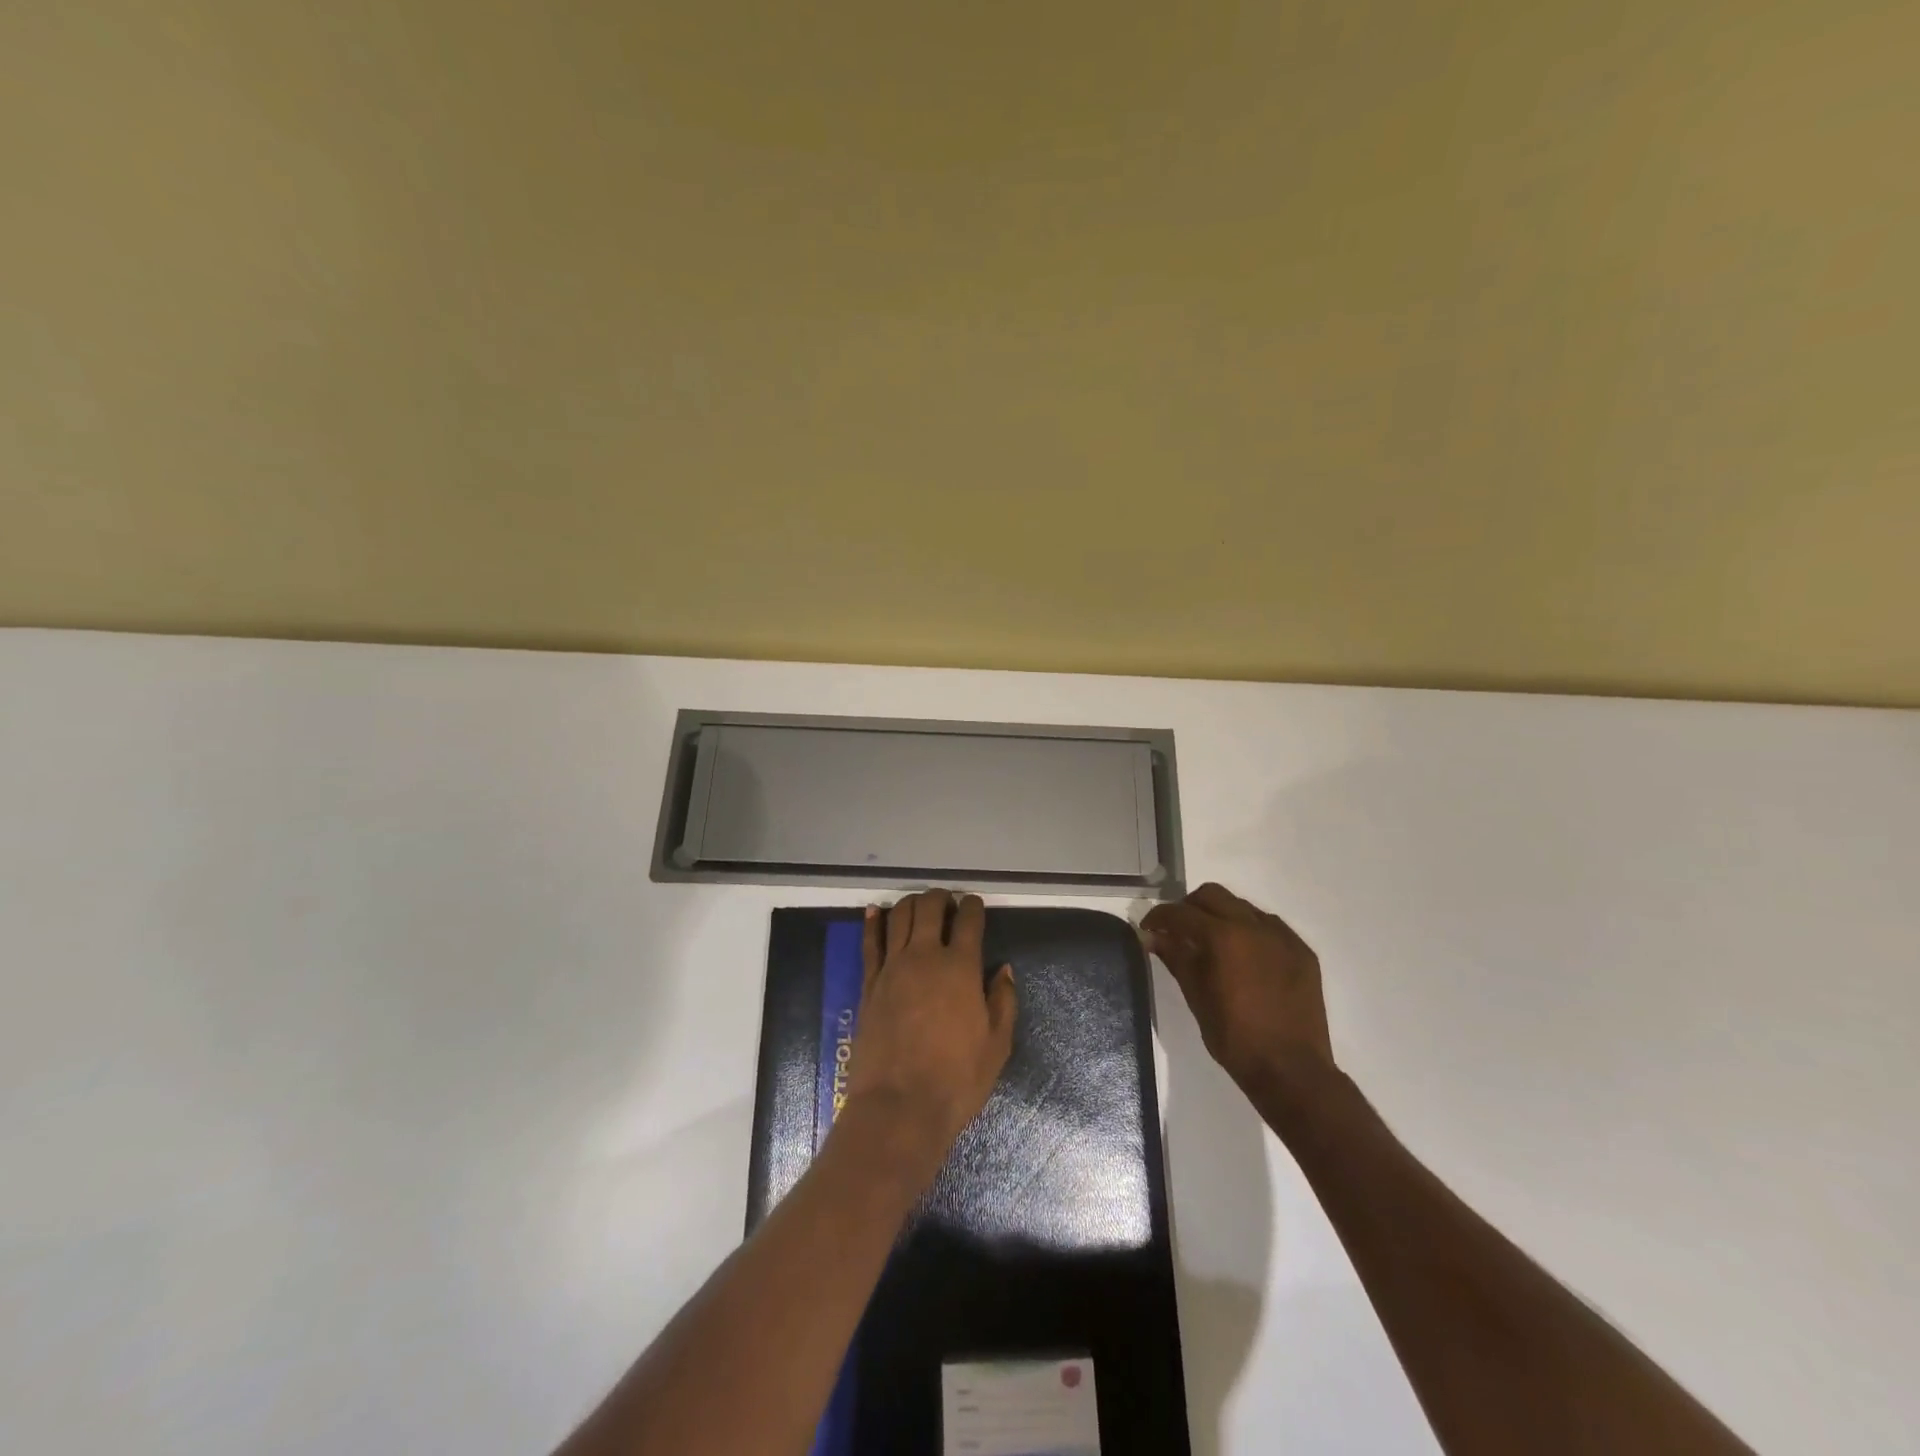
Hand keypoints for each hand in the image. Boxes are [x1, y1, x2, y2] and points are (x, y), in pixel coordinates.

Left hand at [841, 890, 1017, 1172]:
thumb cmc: (956, 1080)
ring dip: (911, 903)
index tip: (975, 905)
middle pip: (930, 907)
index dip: (974, 906)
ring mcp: (893, 968)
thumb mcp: (997, 1045)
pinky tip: (876, 911)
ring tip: (919, 905)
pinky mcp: (870, 984)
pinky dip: (874, 922)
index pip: (969, 920)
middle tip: (948, 902)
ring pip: (899, 917)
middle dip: (941, 898)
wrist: (899, 1107)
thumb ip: (1003, 1001)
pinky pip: (870, 942)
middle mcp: (925, 957)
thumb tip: (1003, 969)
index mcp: (960, 967)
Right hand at [1141, 883, 1333, 1090]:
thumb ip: (1176, 958)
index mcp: (1223, 937)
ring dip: (1221, 915)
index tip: (1148, 929)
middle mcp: (1254, 926)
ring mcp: (1282, 937)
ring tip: (1212, 942)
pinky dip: (1249, 930)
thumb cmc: (1235, 1037)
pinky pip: (1269, 926)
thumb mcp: (1196, 996)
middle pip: (1213, 895)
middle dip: (1189, 907)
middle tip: (1178, 930)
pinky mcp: (1302, 951)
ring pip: (1242, 906)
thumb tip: (1154, 937)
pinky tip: (1244, 955)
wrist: (1291, 1070)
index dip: (1159, 917)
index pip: (1181, 913)